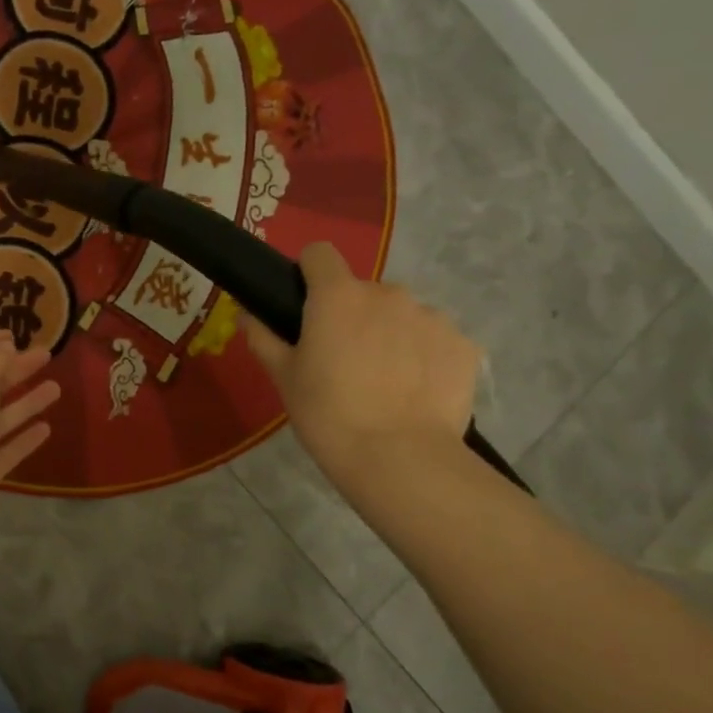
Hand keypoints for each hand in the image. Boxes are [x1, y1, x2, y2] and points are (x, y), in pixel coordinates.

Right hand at [245, 242, 479, 482]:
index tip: (304, 303)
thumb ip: (264, 338)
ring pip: (402, 315)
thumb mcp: (284, 378)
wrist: (399, 458)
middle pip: (363, 291)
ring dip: (390, 334)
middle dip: (352, 314)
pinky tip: (414, 392)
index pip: (320, 254)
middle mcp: (388, 294)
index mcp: (337, 296)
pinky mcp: (464, 345)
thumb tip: (248, 315)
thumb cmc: (328, 413)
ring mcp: (432, 317)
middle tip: (342, 359)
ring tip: (384, 380)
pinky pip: (436, 339)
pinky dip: (423, 356)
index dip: (308, 272)